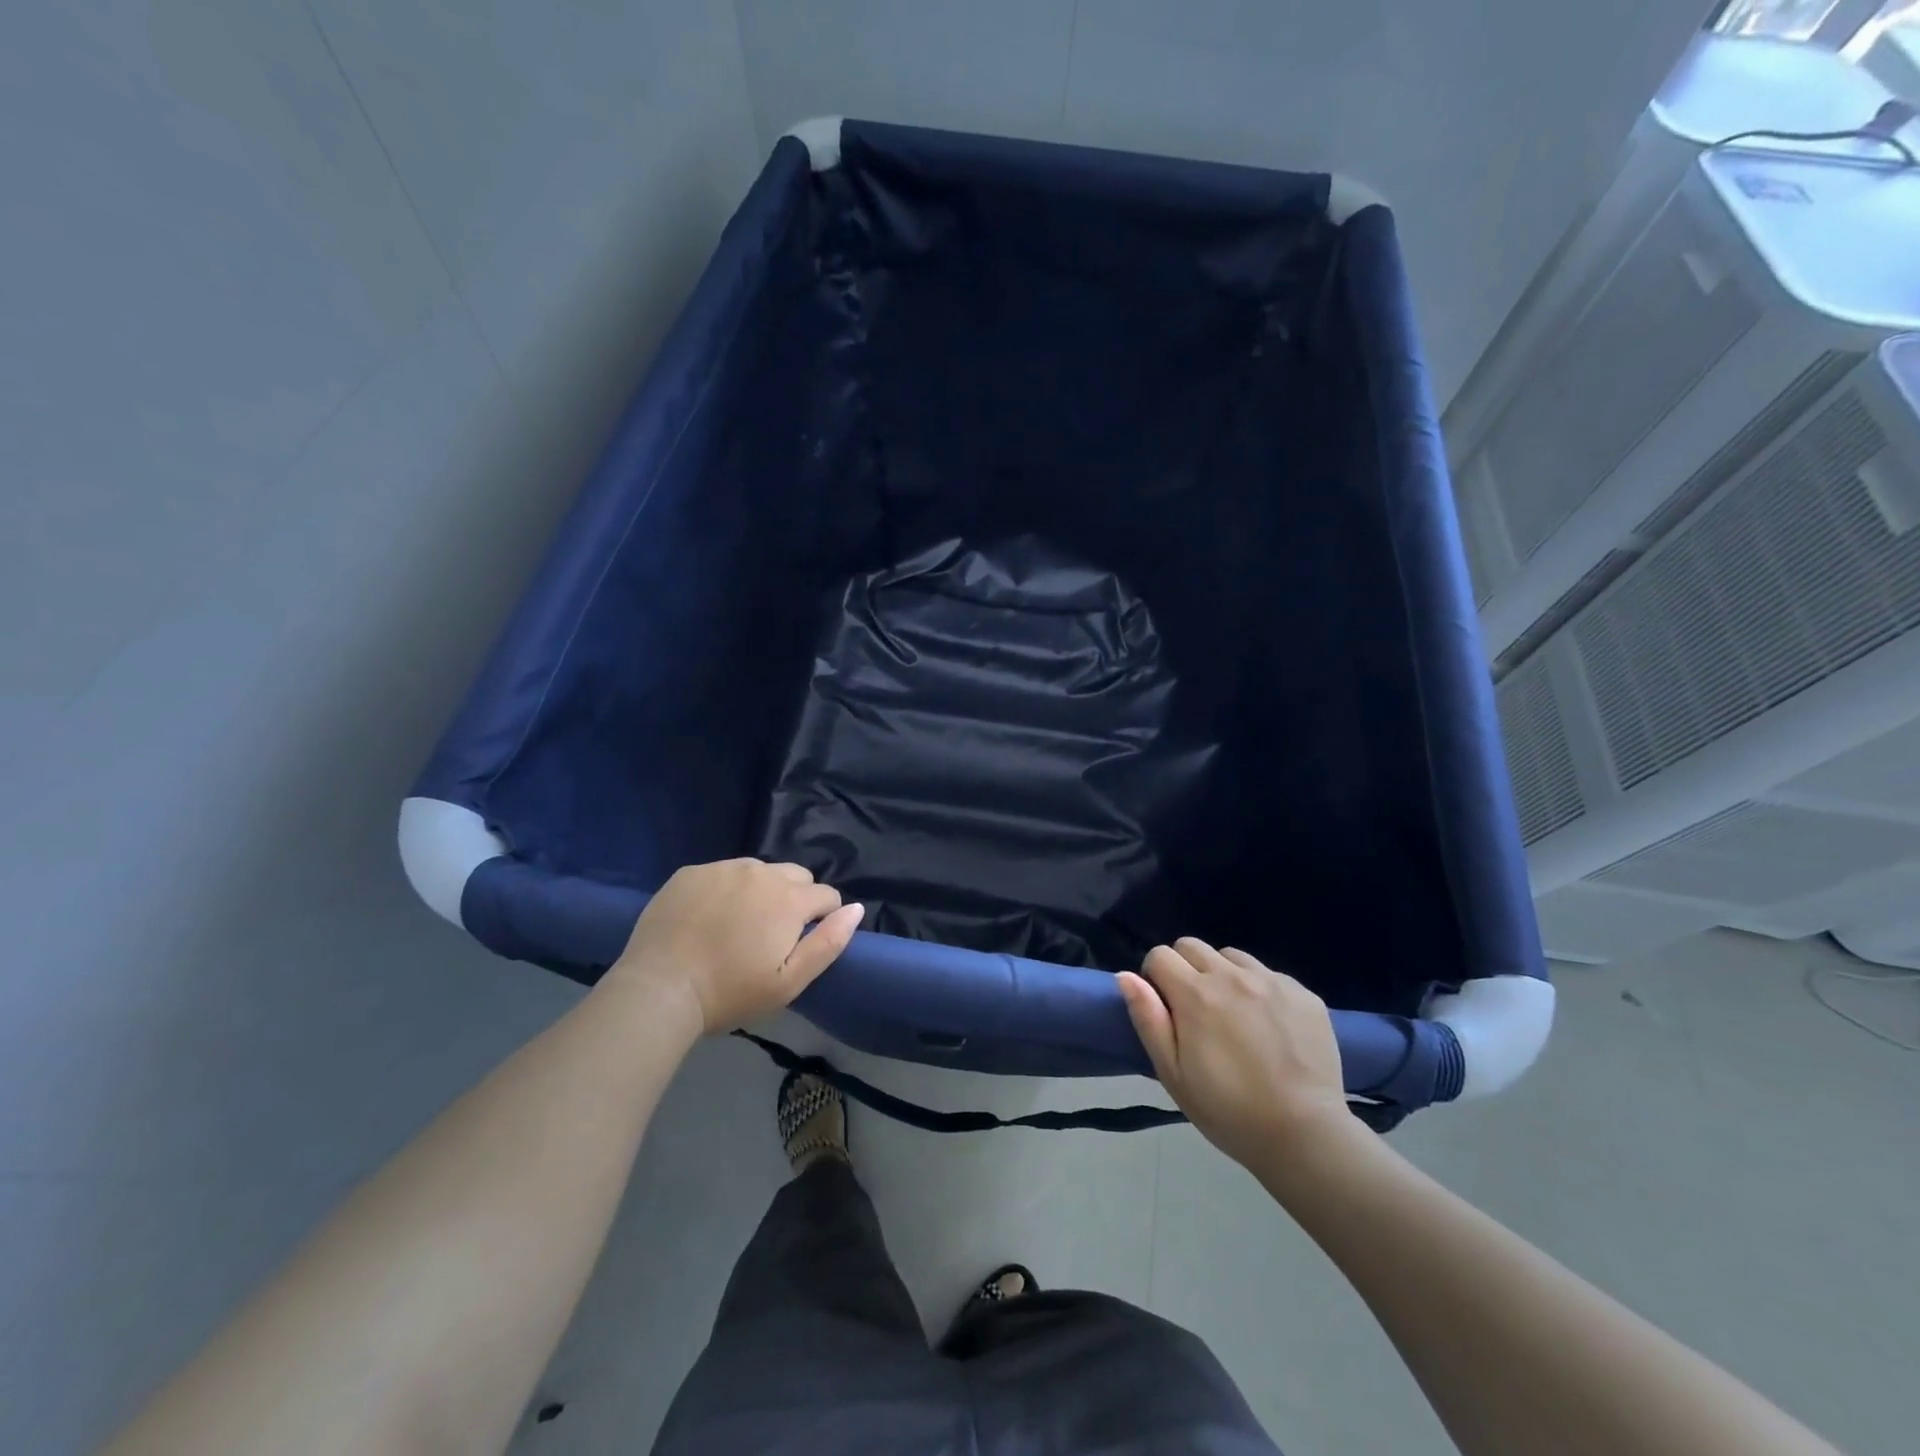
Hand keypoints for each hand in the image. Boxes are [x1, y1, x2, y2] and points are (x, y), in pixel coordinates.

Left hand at [608, 859, 863, 1036]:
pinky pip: (722, 873)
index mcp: (789, 898)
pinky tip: (707, 918)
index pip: (827, 895)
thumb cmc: (730, 992)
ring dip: (760, 891)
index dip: (822, 919)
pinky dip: (724, 890)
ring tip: (738, 926)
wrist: (658, 990)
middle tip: (771, 935)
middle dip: (794, 899)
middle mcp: (761, 872)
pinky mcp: (691, 872)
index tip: (800, 944)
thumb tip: (856, 908)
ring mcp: (722, 868)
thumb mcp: (789, 982)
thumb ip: (829, 942)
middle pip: (796, 876)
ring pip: (759, 871)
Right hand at [1118, 939, 1350, 1168]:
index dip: (1156, 979)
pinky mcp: (1303, 993)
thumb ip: (1148, 1019)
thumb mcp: (1173, 1073)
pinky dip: (1260, 989)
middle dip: (1185, 969)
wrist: (1306, 1135)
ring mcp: (1271, 981)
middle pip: (1192, 946)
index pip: (1160, 955)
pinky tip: (1269, 1026)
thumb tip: (1125, 976)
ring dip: (1223, 975)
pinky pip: (1269, 974)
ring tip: (1234, 1014)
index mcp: (1195, 993)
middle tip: (1196, 1010)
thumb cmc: (1229, 1110)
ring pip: (1231, 956)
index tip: (1166, 1009)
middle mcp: (1231, 975)